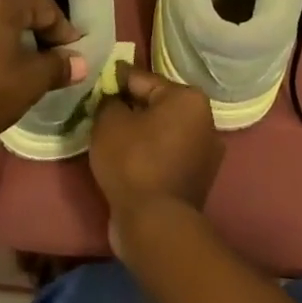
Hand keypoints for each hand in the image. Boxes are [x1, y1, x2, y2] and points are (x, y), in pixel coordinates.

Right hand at [89, 65, 223, 217]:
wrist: (155, 224)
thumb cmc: (133, 162)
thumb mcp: (109, 121)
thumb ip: (109, 100)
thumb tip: (114, 99)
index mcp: (188, 99)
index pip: (142, 78)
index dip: (115, 79)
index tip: (96, 79)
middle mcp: (205, 121)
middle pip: (156, 104)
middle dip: (129, 105)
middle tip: (100, 108)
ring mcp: (205, 153)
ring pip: (161, 130)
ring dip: (139, 130)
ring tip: (110, 134)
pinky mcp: (197, 179)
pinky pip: (165, 154)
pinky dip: (148, 152)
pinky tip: (126, 157)